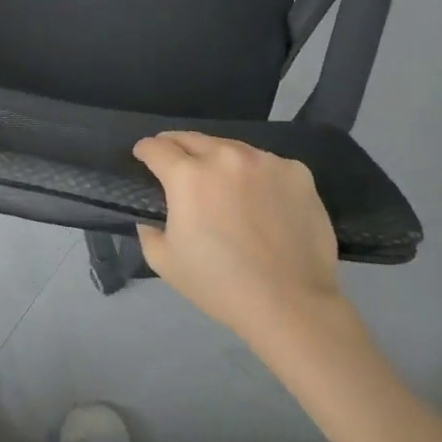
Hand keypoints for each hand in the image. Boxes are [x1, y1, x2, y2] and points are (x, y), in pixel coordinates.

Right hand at [133, 132, 350, 349]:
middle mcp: (226, 157)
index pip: (156, 148)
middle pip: (192, 138)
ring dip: (219, 159)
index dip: (145, 150)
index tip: (143, 156)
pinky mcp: (297, 172)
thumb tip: (151, 217)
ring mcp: (266, 161)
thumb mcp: (165, 262)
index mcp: (189, 176)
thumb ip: (149, 230)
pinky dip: (257, 175)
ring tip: (221, 181)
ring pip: (232, 148)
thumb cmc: (220, 284)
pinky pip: (268, 165)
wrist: (290, 303)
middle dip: (177, 146)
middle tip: (175, 162)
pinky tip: (261, 199)